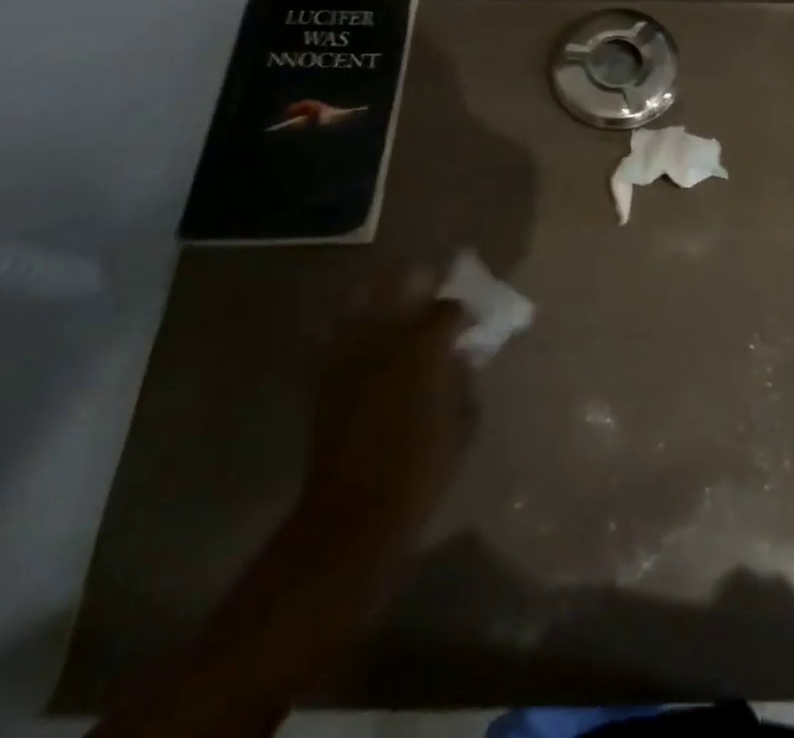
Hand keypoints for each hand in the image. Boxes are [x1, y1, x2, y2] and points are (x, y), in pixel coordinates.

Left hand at [302, 266, 471, 539]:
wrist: (355, 514)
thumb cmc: (422, 469)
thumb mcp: (463, 421)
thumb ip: (463, 377)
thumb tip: (460, 355)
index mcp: (425, 346)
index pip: (449, 308)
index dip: (463, 313)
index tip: (469, 324)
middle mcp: (385, 337)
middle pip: (402, 281)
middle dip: (420, 280)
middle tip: (432, 290)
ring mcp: (349, 351)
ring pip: (361, 294)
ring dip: (380, 289)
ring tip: (393, 295)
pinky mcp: (324, 372)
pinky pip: (331, 329)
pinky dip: (345, 319)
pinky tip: (358, 326)